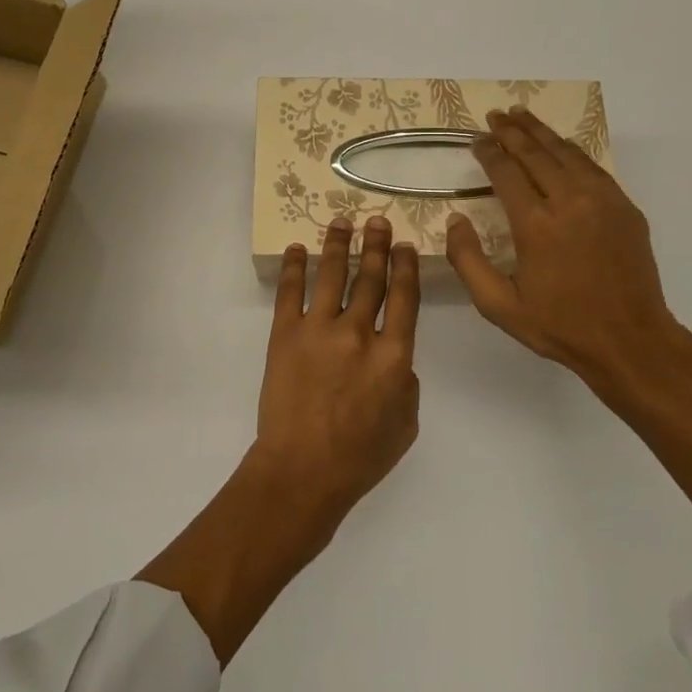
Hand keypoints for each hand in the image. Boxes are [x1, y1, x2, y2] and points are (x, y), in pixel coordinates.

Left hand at [255, 215, 420, 519]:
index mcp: (394, 355)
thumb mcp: (406, 423)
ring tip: (342, 222)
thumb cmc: (360, 457)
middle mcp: (359, 332)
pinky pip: (290, 292)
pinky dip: (294, 267)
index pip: (405, 297)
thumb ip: (405, 381)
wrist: (302, 471)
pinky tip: (296, 249)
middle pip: (371, 278)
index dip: (405, 267)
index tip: (404, 245)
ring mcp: (319, 330)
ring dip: (339, 245)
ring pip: (332, 275)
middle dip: (376, 246)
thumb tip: (395, 357)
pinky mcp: (285, 335)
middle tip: (377, 220)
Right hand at [446, 107, 680, 404]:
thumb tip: (455, 220)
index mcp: (536, 224)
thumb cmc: (559, 325)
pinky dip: (570, 149)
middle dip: (512, 131)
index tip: (477, 140)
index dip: (489, 152)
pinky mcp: (624, 206)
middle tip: (495, 116)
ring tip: (521, 115)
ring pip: (566, 152)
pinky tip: (560, 144)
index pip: (506, 172)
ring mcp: (602, 200)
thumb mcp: (499, 306)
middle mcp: (569, 201)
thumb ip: (468, 261)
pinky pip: (592, 166)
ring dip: (540, 131)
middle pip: (535, 153)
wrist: (630, 340)